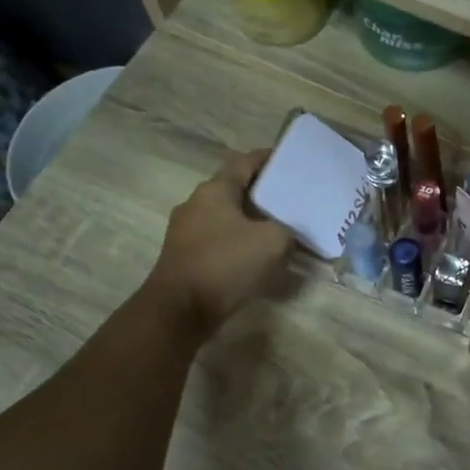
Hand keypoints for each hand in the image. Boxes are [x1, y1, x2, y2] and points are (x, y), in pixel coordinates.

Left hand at [143, 149, 293, 340]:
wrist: (179, 310)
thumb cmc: (225, 264)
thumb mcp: (273, 242)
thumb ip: (287, 230)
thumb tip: (286, 234)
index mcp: (214, 190)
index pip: (244, 162)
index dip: (268, 158)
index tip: (289, 160)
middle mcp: (196, 203)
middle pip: (234, 189)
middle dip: (262, 193)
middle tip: (290, 200)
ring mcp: (186, 231)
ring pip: (225, 216)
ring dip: (250, 220)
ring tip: (278, 229)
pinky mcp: (184, 256)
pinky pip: (218, 239)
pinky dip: (238, 242)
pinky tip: (256, 256)